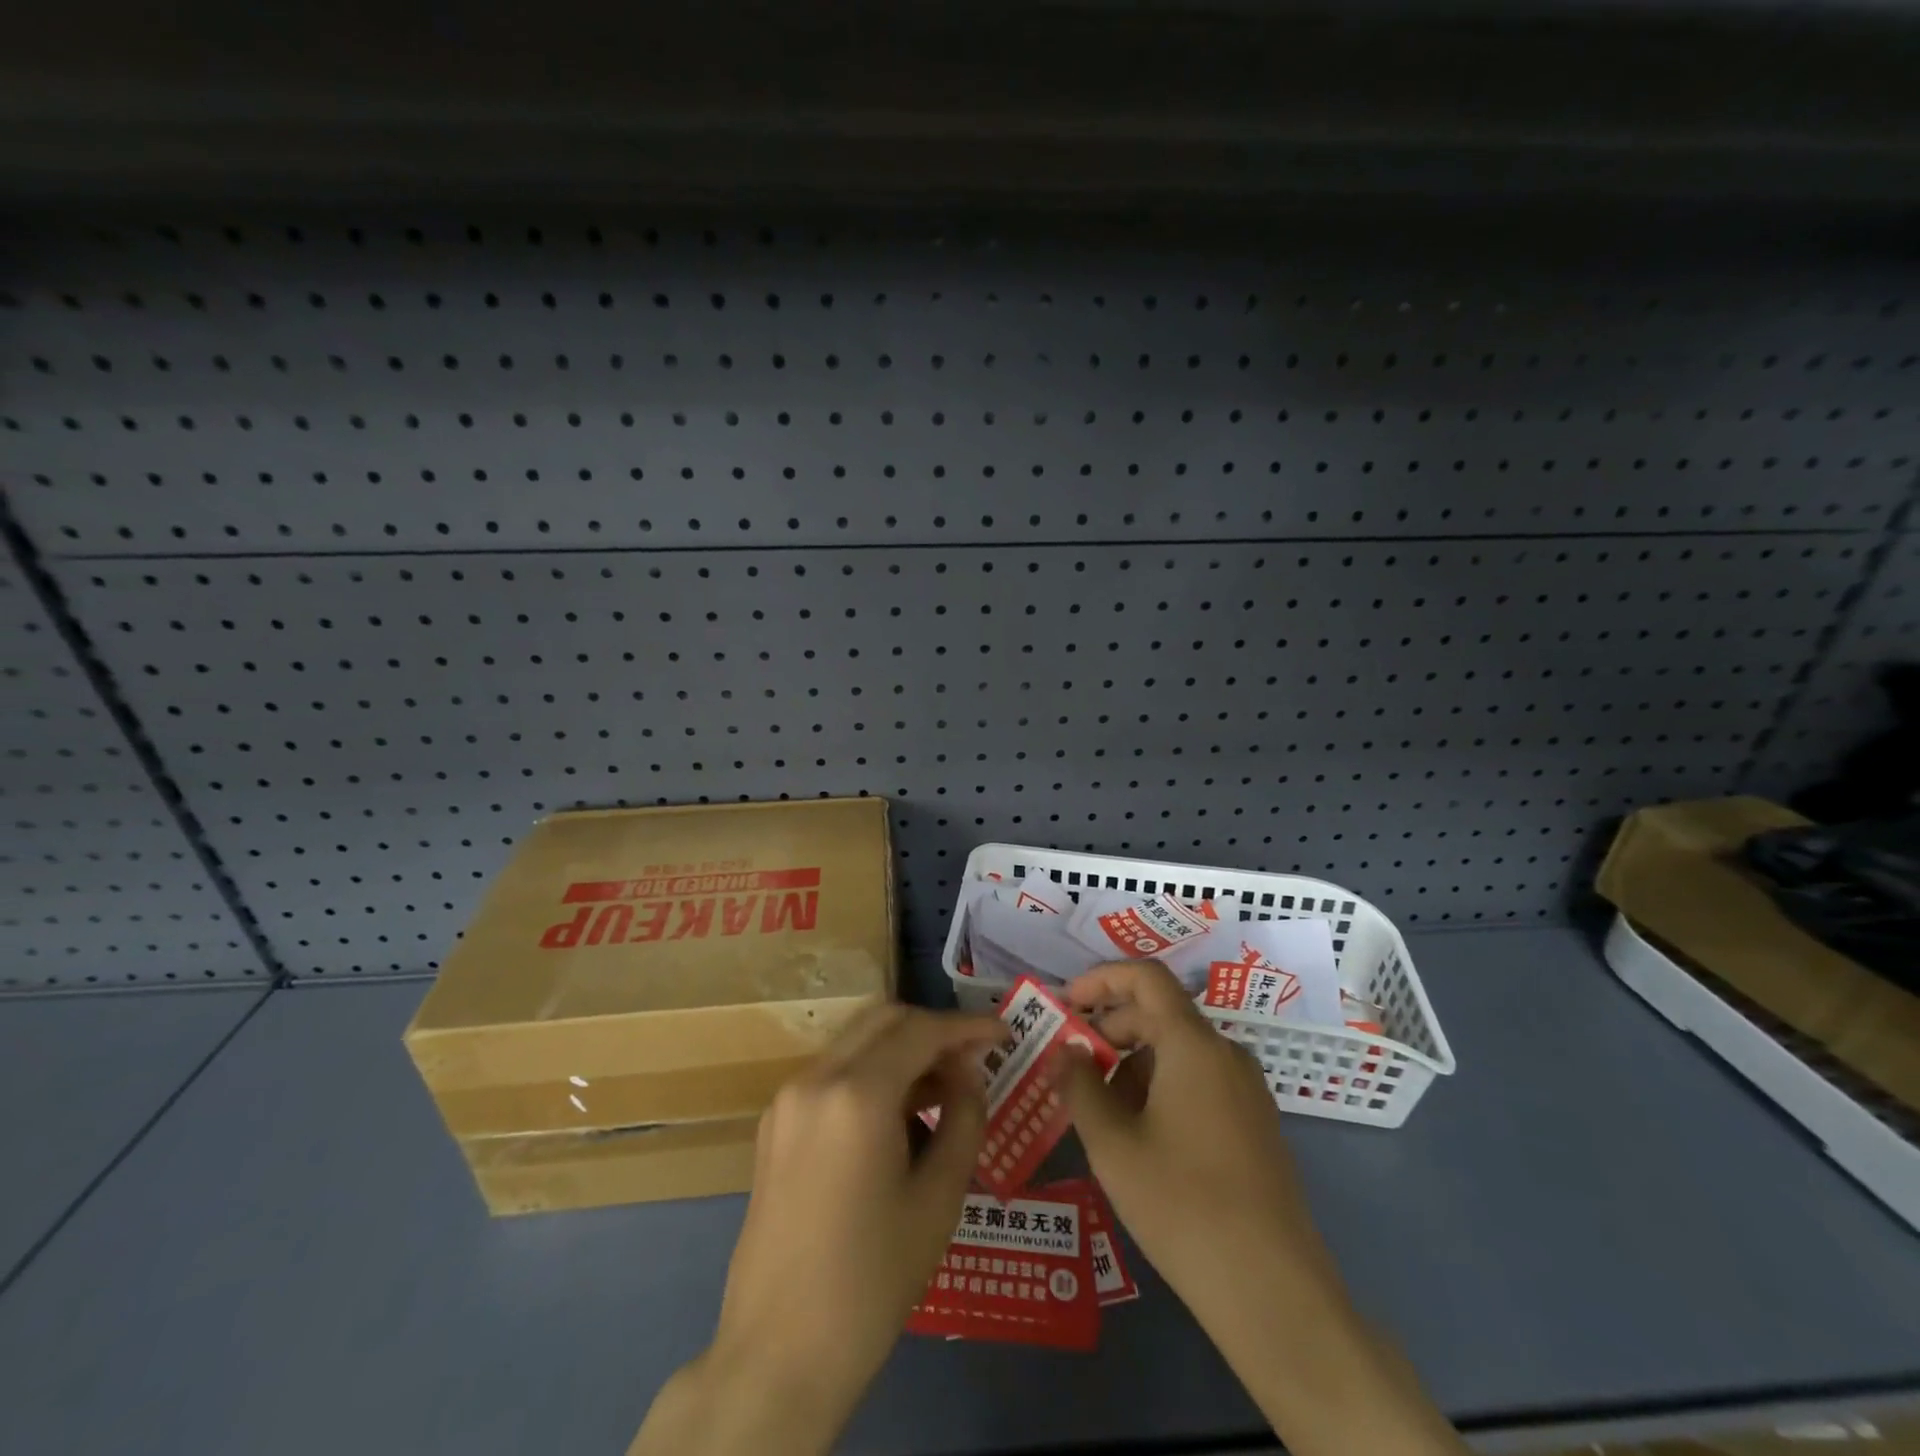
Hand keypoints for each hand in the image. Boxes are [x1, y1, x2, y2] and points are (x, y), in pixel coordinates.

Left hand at [631, 1005, 1005, 1455]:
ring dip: (902, 1048)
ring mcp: (788, 1097)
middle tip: (972, 1060)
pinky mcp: (775, 1121)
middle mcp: (816, 1077)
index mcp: (857, 1094)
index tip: (1004, 1034)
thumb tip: (969, 1070)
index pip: (922, 1030)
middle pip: (885, 1018)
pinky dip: (872, 1070)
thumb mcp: (938, 1199)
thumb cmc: (872, 1281)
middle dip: (933, 1029)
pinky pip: (834, 1070)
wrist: (778, 1353)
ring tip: (943, 1089)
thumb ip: (963, 1117)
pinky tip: (899, 1113)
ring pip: (857, 1039)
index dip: (968, 1026)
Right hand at [1064, 960, 1464, 1455]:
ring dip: (1134, 1064)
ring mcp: (1247, 1090)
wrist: (1273, 1291)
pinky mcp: (1256, 1124)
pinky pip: (1201, 1081)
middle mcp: (1226, 1053)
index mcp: (1194, 1044)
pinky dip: (1163, 1087)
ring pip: (1180, 1051)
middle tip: (1073, 1067)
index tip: (1067, 1003)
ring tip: (1103, 1112)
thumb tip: (1063, 1050)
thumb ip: (1079, 1085)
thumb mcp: (1113, 1144)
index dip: (1102, 979)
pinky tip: (1143, 1137)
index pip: (1146, 977)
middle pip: (1160, 1014)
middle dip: (1111, 1030)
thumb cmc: (1182, 1204)